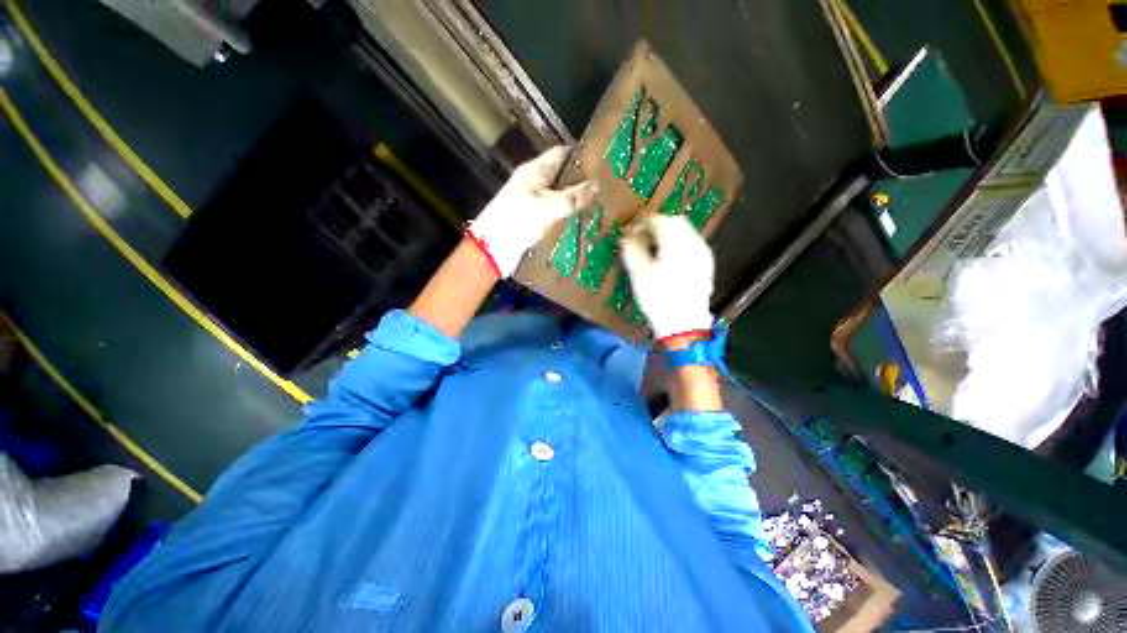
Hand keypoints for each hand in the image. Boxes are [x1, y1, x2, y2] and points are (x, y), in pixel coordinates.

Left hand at [467, 146, 595, 277]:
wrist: (493, 249)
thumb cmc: (519, 220)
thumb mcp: (548, 206)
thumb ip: (573, 196)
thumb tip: (595, 185)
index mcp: (534, 171)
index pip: (560, 153)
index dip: (579, 154)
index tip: (601, 160)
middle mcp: (533, 184)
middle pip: (560, 176)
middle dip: (580, 180)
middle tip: (604, 187)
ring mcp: (531, 203)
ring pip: (558, 197)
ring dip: (574, 201)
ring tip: (598, 205)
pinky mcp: (531, 221)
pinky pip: (553, 214)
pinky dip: (566, 216)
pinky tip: (580, 222)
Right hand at [620, 215, 714, 340]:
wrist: (684, 325)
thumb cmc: (658, 299)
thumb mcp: (639, 274)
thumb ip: (631, 250)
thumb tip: (625, 236)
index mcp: (676, 243)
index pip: (658, 220)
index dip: (641, 223)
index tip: (629, 233)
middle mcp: (694, 243)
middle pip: (675, 221)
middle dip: (656, 225)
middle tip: (641, 237)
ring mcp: (703, 253)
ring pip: (685, 231)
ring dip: (668, 233)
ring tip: (653, 247)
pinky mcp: (706, 264)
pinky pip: (691, 243)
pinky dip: (678, 243)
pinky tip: (668, 257)